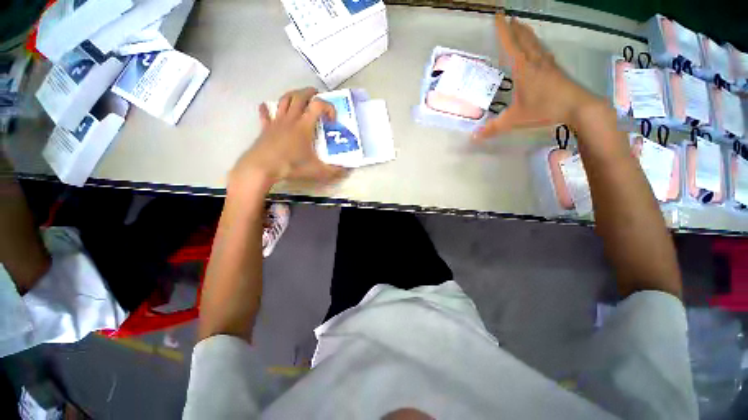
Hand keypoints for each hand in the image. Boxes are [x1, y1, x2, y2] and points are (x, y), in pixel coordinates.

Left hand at [229, 87, 346, 193]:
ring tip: (299, 97)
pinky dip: (267, 109)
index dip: (328, 107)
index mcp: (304, 126)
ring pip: (284, 100)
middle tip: (317, 95)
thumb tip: (347, 171)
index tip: (332, 120)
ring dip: (293, 95)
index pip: (318, 105)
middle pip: (300, 96)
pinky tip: (267, 107)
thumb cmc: (291, 166)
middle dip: (310, 93)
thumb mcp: (317, 171)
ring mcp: (277, 121)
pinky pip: (265, 114)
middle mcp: (291, 119)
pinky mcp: (266, 128)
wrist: (263, 167)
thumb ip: (334, 171)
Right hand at [473, 13, 602, 140]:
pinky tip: (538, 48)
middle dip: (515, 28)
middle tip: (509, 18)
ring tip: (522, 26)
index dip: (503, 30)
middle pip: (524, 39)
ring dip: (527, 33)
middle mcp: (535, 61)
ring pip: (535, 43)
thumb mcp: (514, 120)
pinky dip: (537, 45)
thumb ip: (493, 128)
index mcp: (523, 68)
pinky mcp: (556, 69)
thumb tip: (474, 137)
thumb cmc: (544, 109)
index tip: (498, 16)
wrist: (578, 106)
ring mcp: (548, 64)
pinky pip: (543, 51)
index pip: (510, 45)